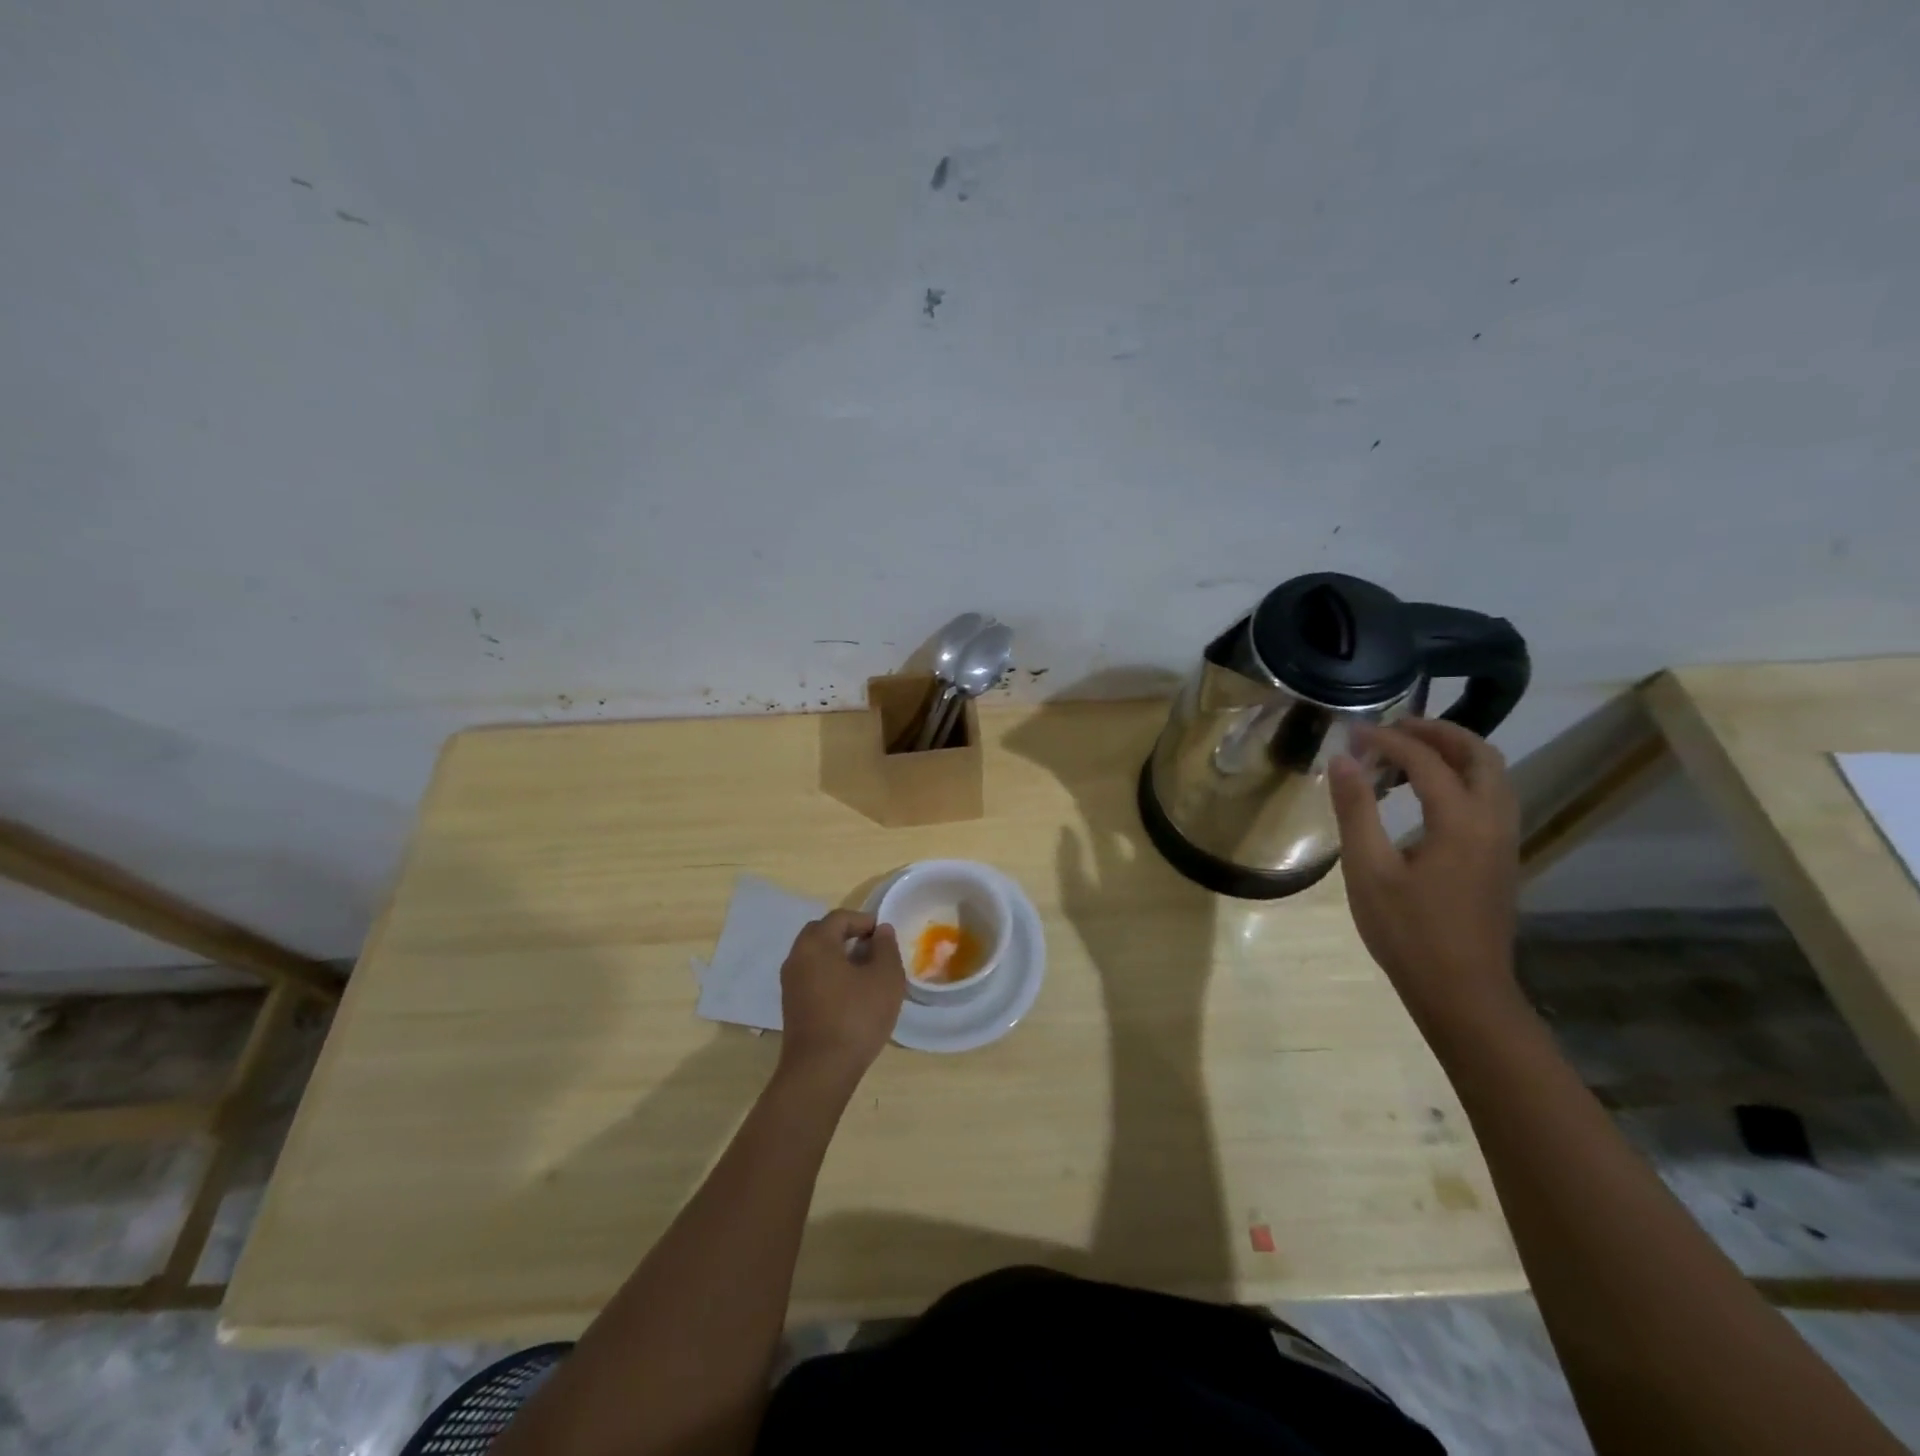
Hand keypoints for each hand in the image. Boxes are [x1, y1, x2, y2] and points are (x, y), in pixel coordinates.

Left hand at [776, 910, 904, 1089]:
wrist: (820, 1071)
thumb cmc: (856, 1017)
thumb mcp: (885, 978)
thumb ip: (886, 947)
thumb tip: (881, 931)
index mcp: (815, 943)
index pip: (840, 917)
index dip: (865, 921)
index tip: (885, 937)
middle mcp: (796, 957)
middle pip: (822, 933)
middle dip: (849, 935)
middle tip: (874, 950)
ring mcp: (790, 983)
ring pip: (816, 956)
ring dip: (839, 956)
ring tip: (866, 973)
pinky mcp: (791, 1005)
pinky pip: (812, 976)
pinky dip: (830, 975)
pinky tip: (851, 994)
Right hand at [1329, 719, 1524, 1031]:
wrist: (1462, 992)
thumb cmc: (1407, 932)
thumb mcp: (1368, 870)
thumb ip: (1356, 810)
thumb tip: (1343, 760)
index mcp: (1461, 822)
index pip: (1427, 761)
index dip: (1389, 740)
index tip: (1353, 732)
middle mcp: (1493, 822)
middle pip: (1480, 755)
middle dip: (1437, 732)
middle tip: (1393, 727)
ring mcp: (1504, 841)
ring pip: (1493, 776)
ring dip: (1454, 753)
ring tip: (1408, 753)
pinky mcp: (1501, 859)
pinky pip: (1491, 797)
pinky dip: (1463, 777)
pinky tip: (1426, 795)